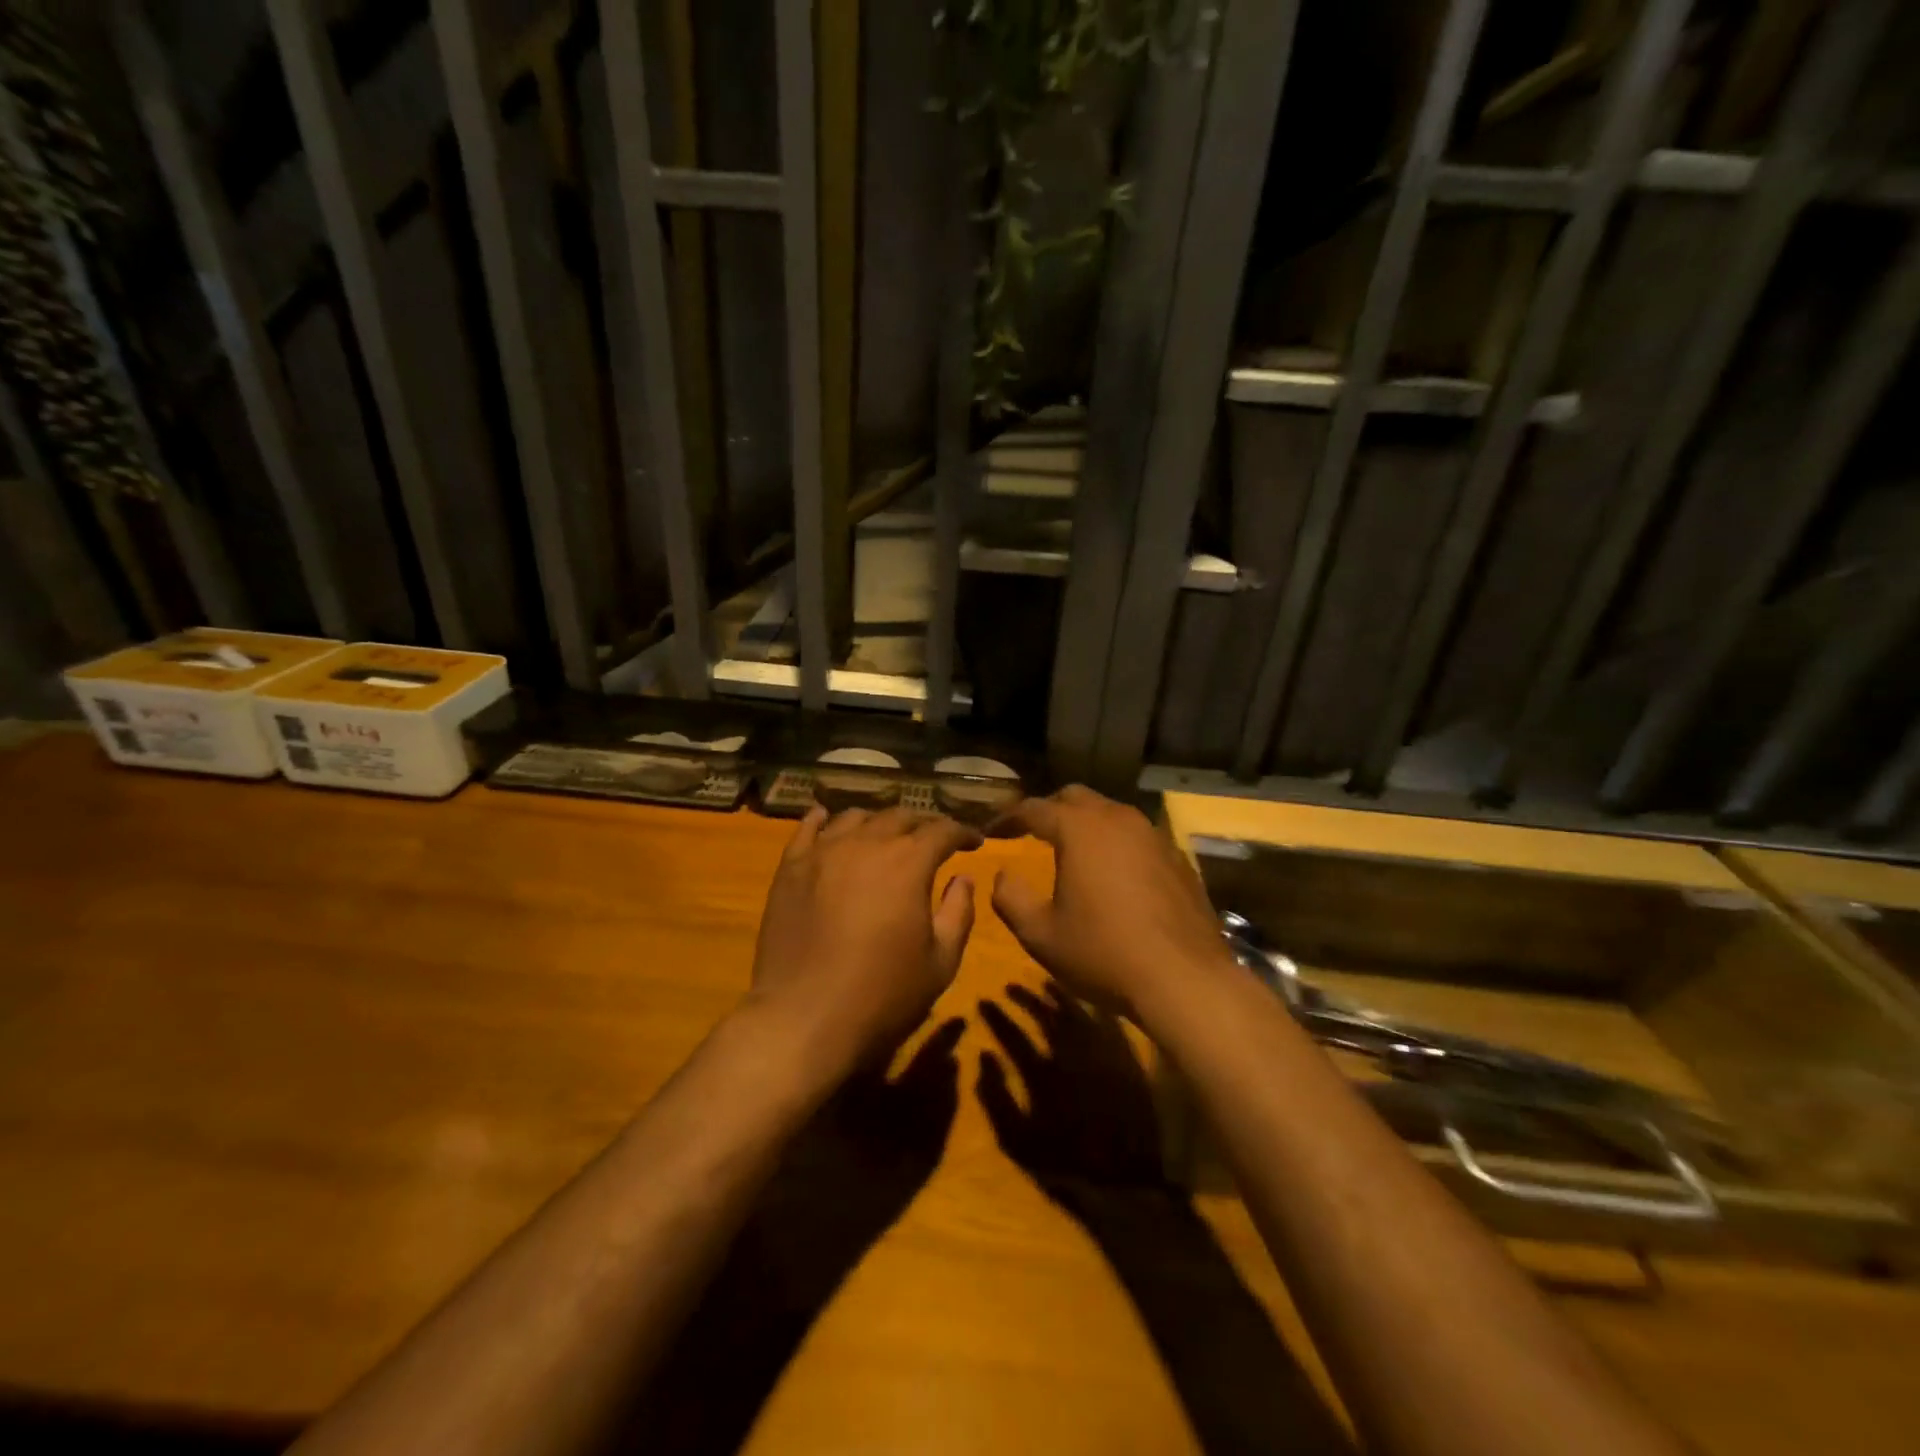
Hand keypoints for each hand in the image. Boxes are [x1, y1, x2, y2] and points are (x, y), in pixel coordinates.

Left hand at [748, 805, 981, 1072]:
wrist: (803, 1020)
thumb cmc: (882, 996)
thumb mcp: (940, 963)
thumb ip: (958, 913)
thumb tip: (963, 879)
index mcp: (908, 863)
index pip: (942, 830)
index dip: (962, 832)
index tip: (974, 842)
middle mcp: (866, 844)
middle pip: (900, 816)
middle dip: (923, 824)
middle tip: (934, 839)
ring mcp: (823, 852)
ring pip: (856, 817)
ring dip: (879, 822)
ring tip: (886, 835)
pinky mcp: (790, 868)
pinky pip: (807, 828)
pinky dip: (822, 819)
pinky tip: (827, 819)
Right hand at [978, 983, 1166, 1200]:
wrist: (1126, 1183)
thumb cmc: (1066, 1165)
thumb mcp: (1017, 1142)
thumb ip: (996, 1099)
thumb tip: (983, 1058)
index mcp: (1042, 1074)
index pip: (1012, 1035)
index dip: (996, 1016)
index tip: (983, 1000)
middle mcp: (1071, 1055)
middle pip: (1045, 1015)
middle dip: (1025, 998)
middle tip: (1010, 986)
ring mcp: (1101, 1055)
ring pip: (1076, 1013)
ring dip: (1058, 996)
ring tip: (1046, 984)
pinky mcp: (1125, 1061)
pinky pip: (1107, 1024)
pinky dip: (1093, 1010)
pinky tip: (1088, 1004)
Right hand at [990, 786, 1232, 1020]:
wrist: (1184, 980)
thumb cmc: (1103, 953)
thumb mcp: (1040, 934)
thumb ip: (1011, 898)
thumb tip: (1003, 875)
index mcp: (1080, 829)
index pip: (1034, 808)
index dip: (1008, 817)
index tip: (991, 831)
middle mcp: (1118, 819)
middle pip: (1076, 797)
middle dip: (1049, 810)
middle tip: (1031, 832)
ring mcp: (1154, 836)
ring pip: (1111, 814)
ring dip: (1086, 824)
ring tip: (1072, 850)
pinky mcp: (1178, 859)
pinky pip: (1138, 837)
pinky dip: (1116, 845)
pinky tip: (1114, 875)